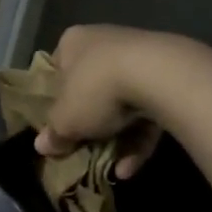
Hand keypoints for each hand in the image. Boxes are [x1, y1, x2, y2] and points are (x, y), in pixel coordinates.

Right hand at [33, 25, 176, 180]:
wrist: (160, 75)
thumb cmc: (95, 89)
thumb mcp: (65, 120)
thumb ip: (53, 133)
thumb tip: (42, 146)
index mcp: (73, 42)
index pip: (57, 70)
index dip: (55, 101)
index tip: (56, 125)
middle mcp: (105, 41)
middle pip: (91, 88)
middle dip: (90, 123)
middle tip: (83, 149)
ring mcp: (140, 56)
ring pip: (122, 103)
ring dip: (117, 139)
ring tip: (112, 170)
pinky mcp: (169, 75)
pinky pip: (148, 109)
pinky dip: (139, 138)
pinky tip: (130, 166)